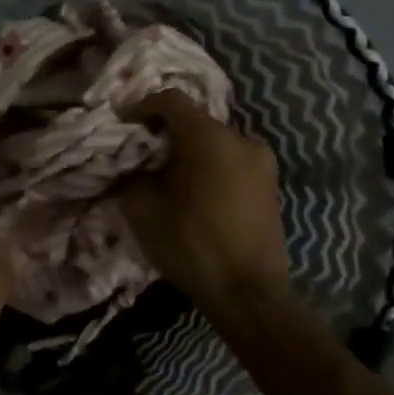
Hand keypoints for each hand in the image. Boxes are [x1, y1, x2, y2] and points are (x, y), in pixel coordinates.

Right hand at [116, 90, 291, 326]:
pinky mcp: (270, 184)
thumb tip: (129, 167)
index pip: (171, 100)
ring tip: (168, 178)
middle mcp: (241, 139)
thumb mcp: (143, 210)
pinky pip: (231, 161)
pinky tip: (194, 194)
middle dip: (165, 133)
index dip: (141, 107)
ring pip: (214, 142)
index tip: (123, 126)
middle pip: (194, 121)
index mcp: (210, 138)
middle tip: (142, 156)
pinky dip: (209, 166)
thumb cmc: (192, 246)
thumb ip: (130, 176)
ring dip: (189, 151)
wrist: (248, 294)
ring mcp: (262, 161)